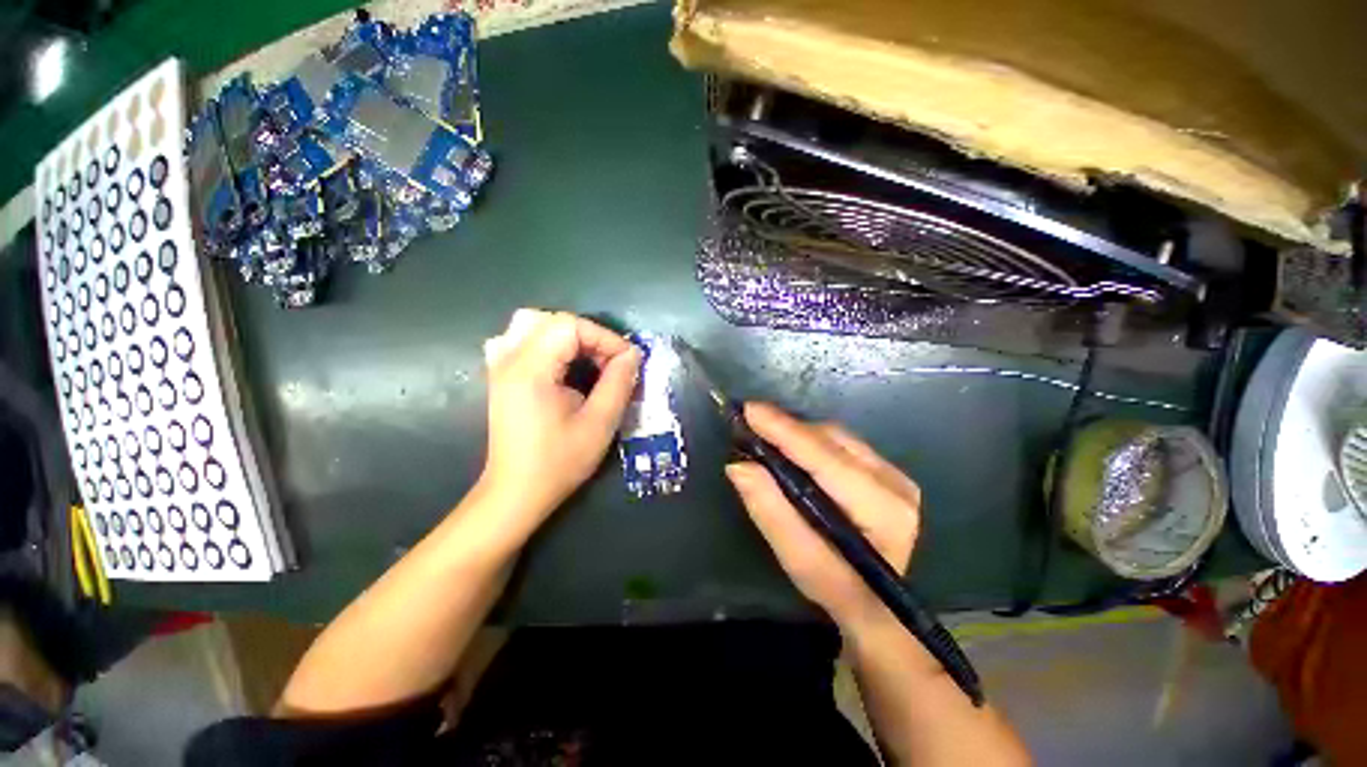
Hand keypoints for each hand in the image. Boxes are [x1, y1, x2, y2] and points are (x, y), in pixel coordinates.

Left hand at [479, 309, 641, 534]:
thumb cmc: (559, 461)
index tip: (627, 362)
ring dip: (566, 336)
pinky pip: (518, 340)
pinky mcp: (499, 376)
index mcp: (531, 369)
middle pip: (551, 320)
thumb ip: (618, 383)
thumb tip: (632, 355)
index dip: (605, 338)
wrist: (516, 492)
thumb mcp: (600, 423)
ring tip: (586, 361)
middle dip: (589, 336)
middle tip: (608, 363)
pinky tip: (555, 364)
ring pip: (532, 324)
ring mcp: (499, 366)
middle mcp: (509, 359)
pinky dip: (543, 342)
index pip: (570, 326)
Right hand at [726, 402, 920, 630]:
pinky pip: (842, 443)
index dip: (785, 431)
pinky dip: (811, 440)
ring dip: (798, 433)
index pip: (824, 458)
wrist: (879, 606)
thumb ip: (770, 510)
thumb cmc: (837, 589)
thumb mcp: (799, 559)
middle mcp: (895, 483)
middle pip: (831, 440)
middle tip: (749, 424)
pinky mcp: (888, 472)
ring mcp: (896, 475)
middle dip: (787, 428)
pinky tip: (792, 447)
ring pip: (836, 437)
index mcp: (881, 509)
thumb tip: (738, 465)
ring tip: (765, 433)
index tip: (749, 410)